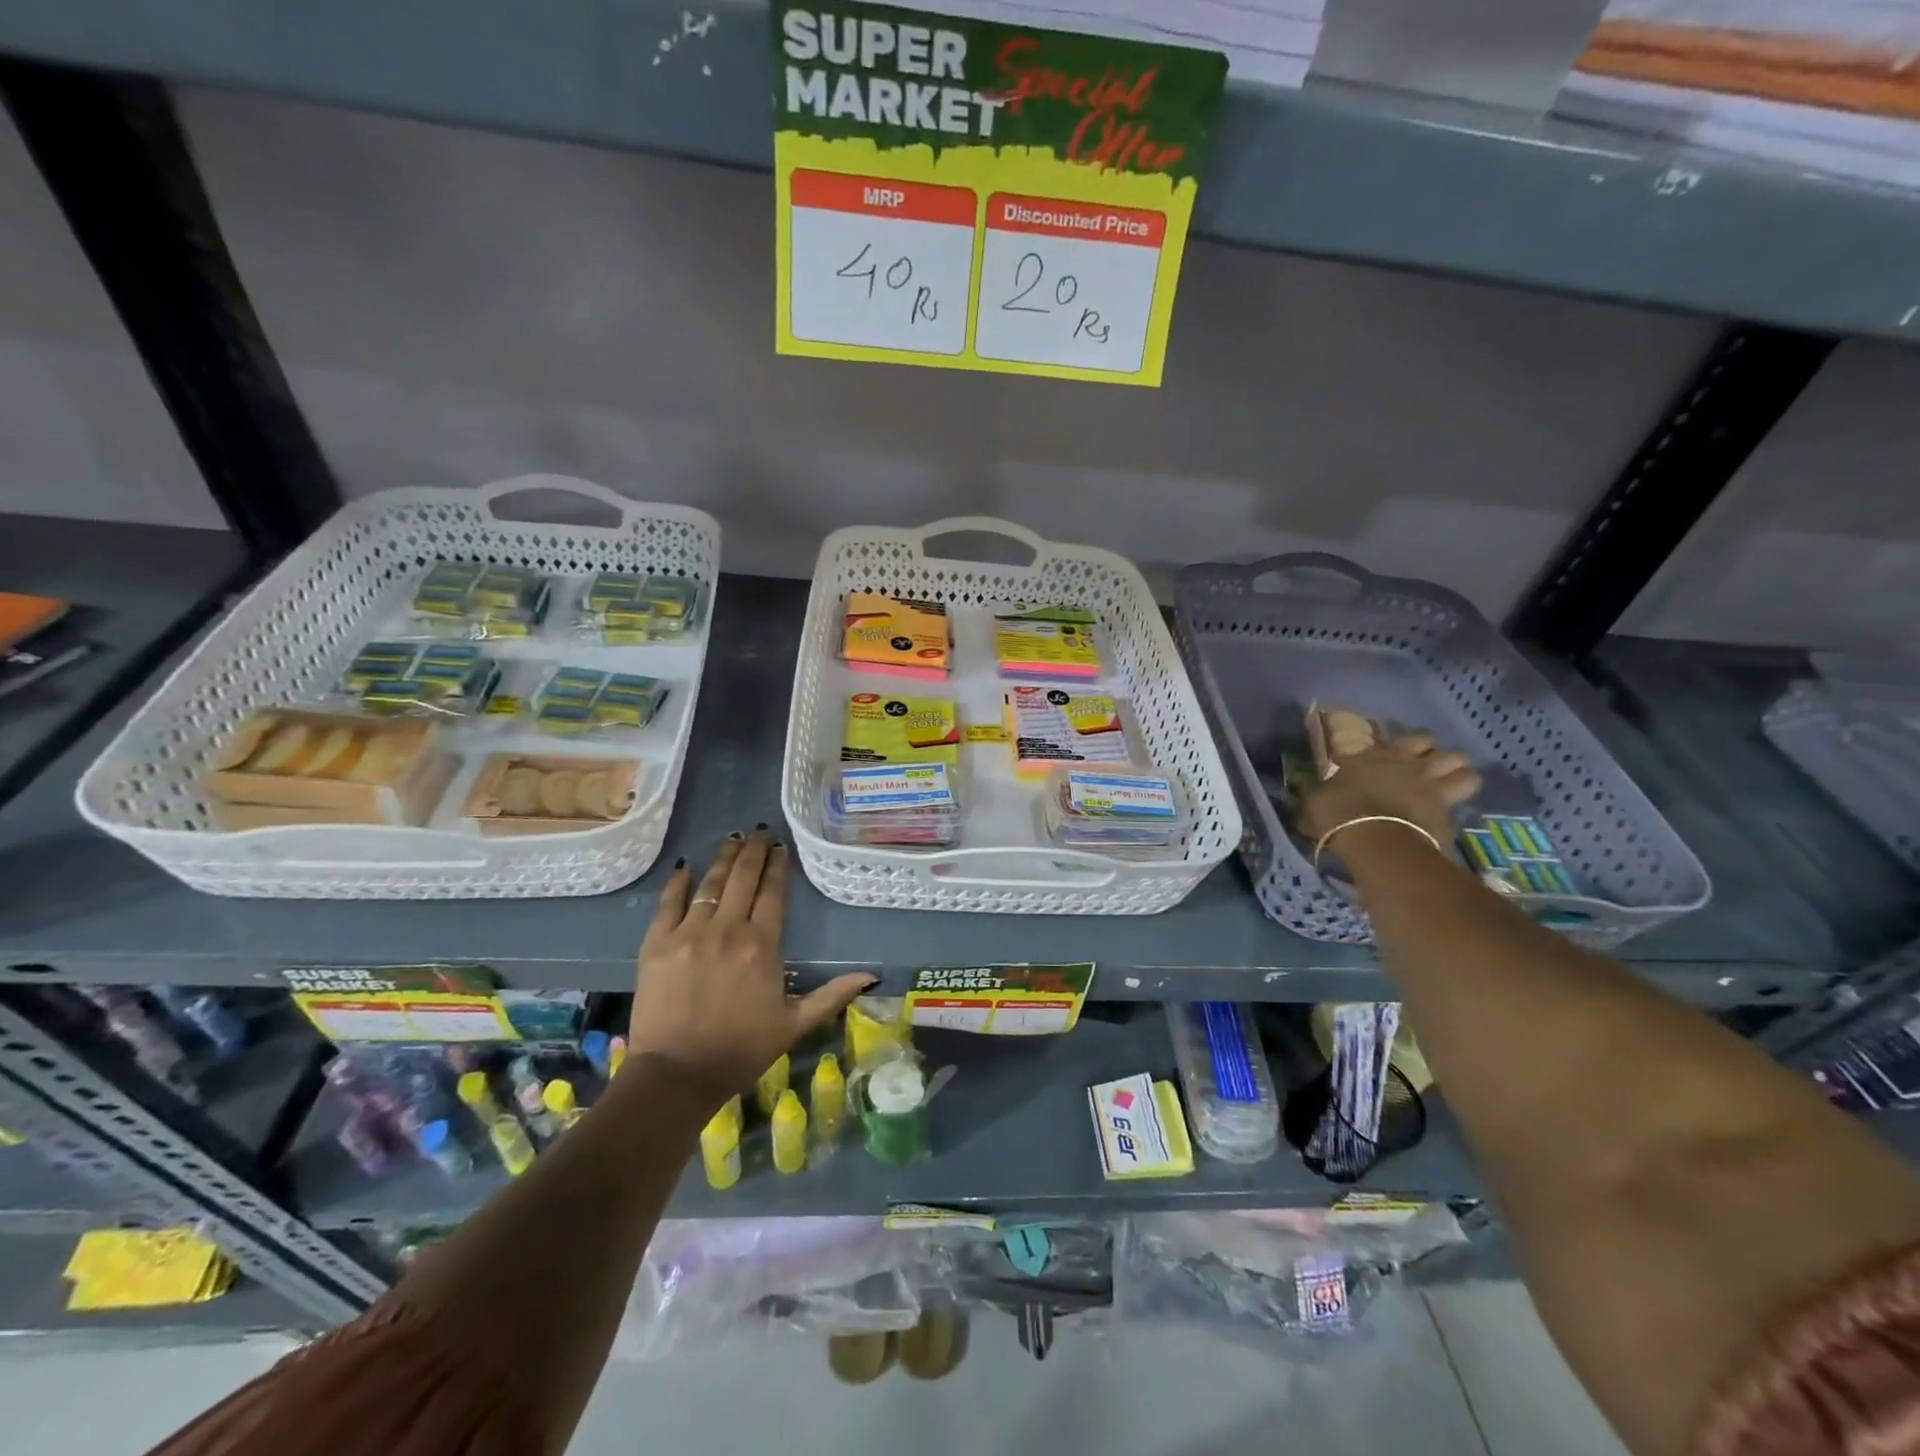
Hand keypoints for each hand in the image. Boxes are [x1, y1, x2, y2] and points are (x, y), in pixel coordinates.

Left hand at [628, 828, 872, 1108]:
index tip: (781, 847)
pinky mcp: (656, 944)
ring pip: (709, 884)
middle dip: (753, 851)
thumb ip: (831, 995)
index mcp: (761, 945)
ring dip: (724, 858)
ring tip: (734, 839)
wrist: (677, 1075)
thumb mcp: (794, 1025)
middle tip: (759, 831)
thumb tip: (871, 976)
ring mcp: (688, 934)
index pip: (772, 893)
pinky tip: (687, 866)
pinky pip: (668, 903)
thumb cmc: (741, 1050)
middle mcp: (727, 929)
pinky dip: (678, 882)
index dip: (778, 866)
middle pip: (742, 879)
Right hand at [1294, 731, 1479, 853]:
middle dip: (1426, 750)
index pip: (1383, 734)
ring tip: (1446, 781)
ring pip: (1460, 762)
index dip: (1384, 742)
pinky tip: (1450, 808)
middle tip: (1418, 764)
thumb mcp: (1315, 800)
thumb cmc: (1338, 815)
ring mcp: (1430, 781)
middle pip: (1428, 740)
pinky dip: (1459, 799)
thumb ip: (1319, 790)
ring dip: (1455, 770)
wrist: (1376, 841)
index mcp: (1370, 755)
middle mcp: (1404, 760)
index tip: (1380, 751)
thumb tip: (1314, 790)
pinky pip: (1464, 794)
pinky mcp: (1449, 806)